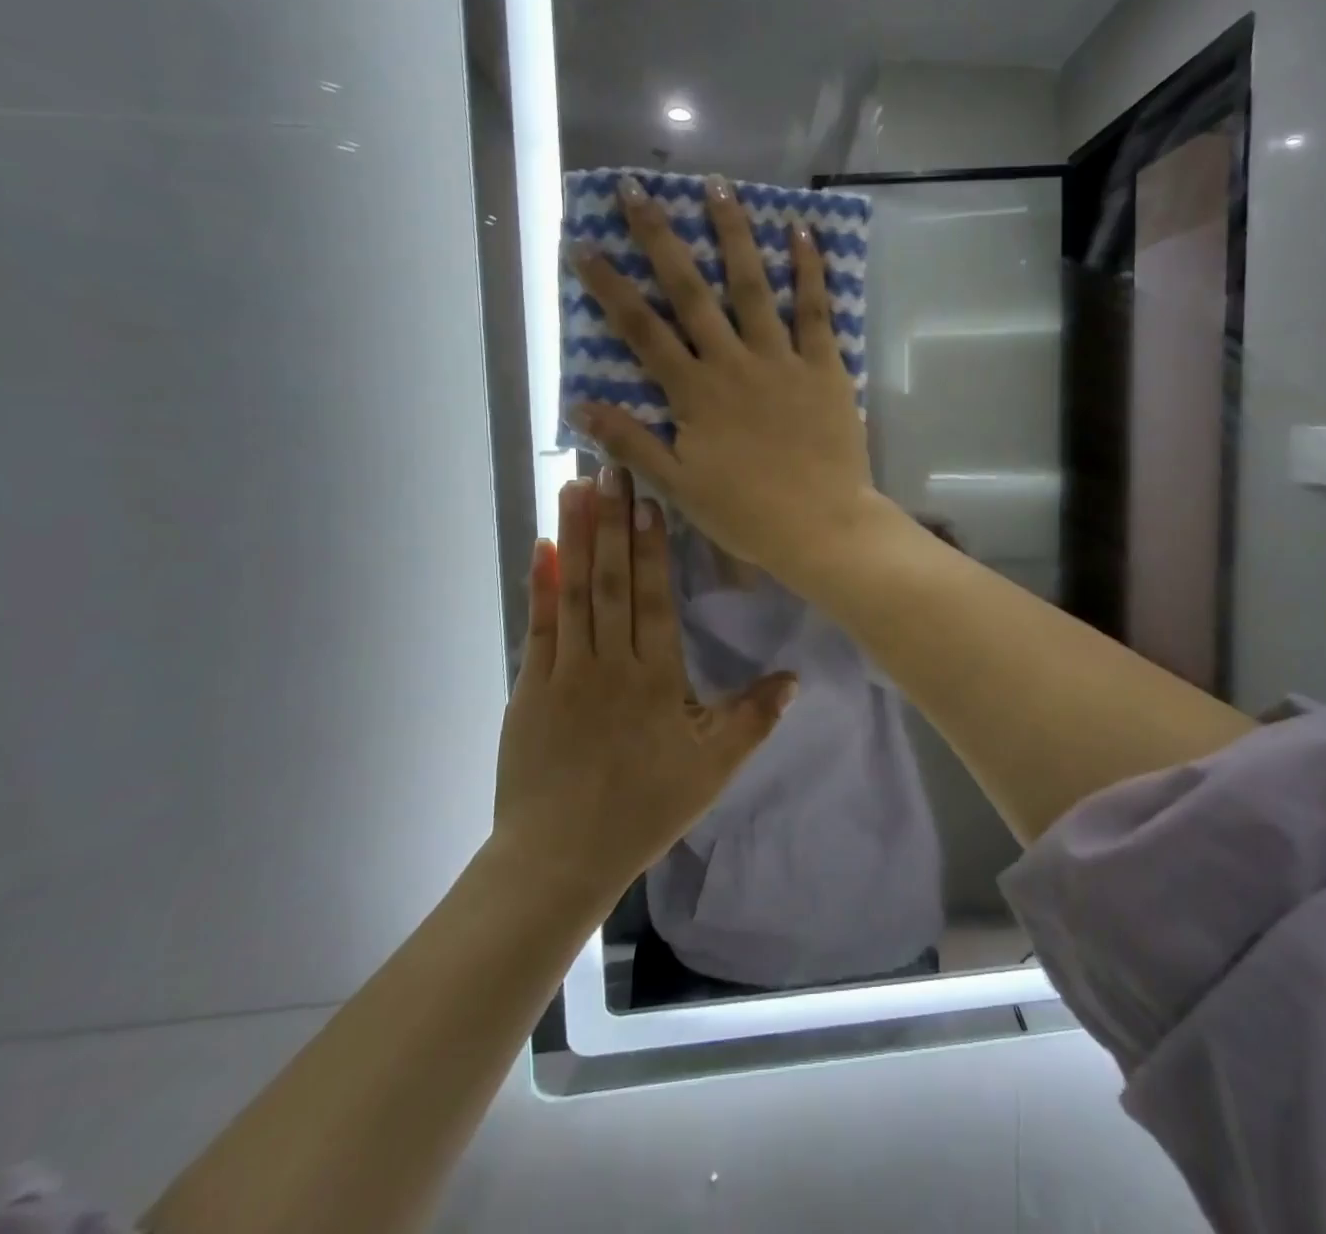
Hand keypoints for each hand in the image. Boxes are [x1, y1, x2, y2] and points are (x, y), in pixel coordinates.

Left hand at [492, 465, 797, 887]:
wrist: (560, 857)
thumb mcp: (713, 769)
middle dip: (613, 522)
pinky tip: (543, 547)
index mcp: (656, 679)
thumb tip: (794, 678)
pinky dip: (541, 584)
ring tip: (576, 488)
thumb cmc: (644, 809)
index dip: (651, 547)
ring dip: (576, 537)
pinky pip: (538, 625)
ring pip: (574, 592)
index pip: (654, 598)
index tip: (649, 500)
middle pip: (612, 581)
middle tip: (611, 469)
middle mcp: (611, 663)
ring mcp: (565, 671)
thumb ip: (753, 719)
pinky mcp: (530, 686)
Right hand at [567, 173, 884, 582]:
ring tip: (718, 185)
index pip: (641, 331)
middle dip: (660, 239)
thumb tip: (579, 405)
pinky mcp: (825, 367)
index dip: (610, 287)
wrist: (821, 527)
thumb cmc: (747, 513)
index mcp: (694, 393)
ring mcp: (781, 360)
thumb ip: (631, 442)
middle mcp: (732, 363)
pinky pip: (816, 311)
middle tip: (637, 190)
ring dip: (733, 233)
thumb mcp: (678, 486)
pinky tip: (802, 231)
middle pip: (690, 292)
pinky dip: (810, 270)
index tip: (584, 245)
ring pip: (753, 286)